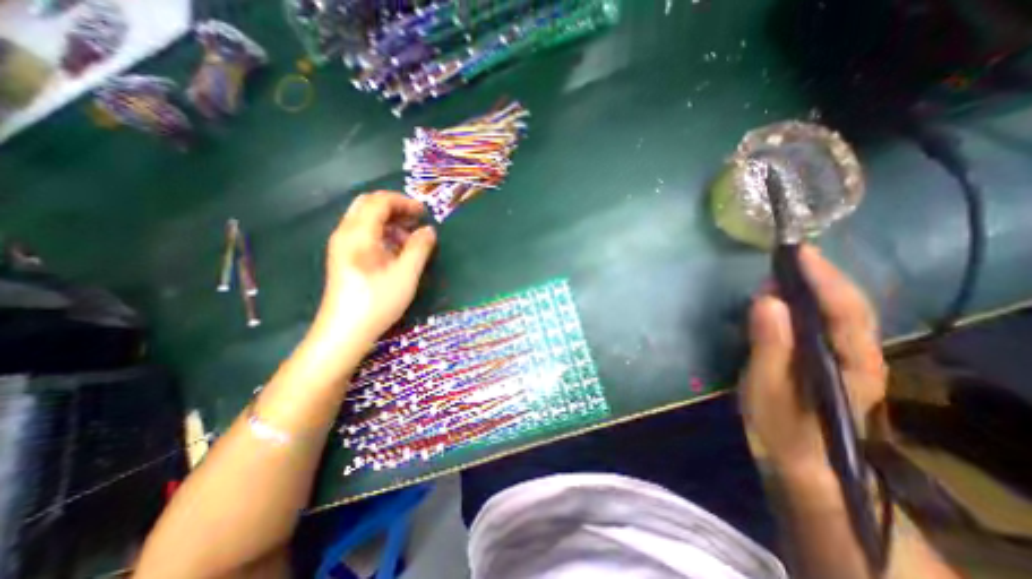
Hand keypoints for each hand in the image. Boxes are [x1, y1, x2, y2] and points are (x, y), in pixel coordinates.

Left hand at [307, 193, 432, 349]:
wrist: (344, 332)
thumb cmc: (377, 301)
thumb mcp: (406, 274)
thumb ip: (420, 247)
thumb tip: (429, 230)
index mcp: (358, 233)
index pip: (379, 202)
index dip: (404, 202)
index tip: (425, 212)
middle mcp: (345, 233)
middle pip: (368, 205)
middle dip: (395, 208)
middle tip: (417, 220)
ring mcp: (342, 246)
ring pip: (365, 220)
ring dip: (389, 222)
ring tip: (411, 238)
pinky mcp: (344, 258)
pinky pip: (363, 234)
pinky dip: (382, 234)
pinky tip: (396, 251)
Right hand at [743, 246, 886, 477]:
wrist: (801, 461)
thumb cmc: (783, 427)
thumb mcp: (768, 388)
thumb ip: (769, 344)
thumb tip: (766, 300)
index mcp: (849, 363)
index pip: (843, 310)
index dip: (823, 278)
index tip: (799, 252)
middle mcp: (858, 355)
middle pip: (849, 306)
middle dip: (822, 276)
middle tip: (789, 256)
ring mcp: (847, 357)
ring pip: (839, 312)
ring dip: (814, 287)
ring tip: (785, 271)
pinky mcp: (830, 360)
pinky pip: (824, 322)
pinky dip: (807, 303)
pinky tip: (786, 298)